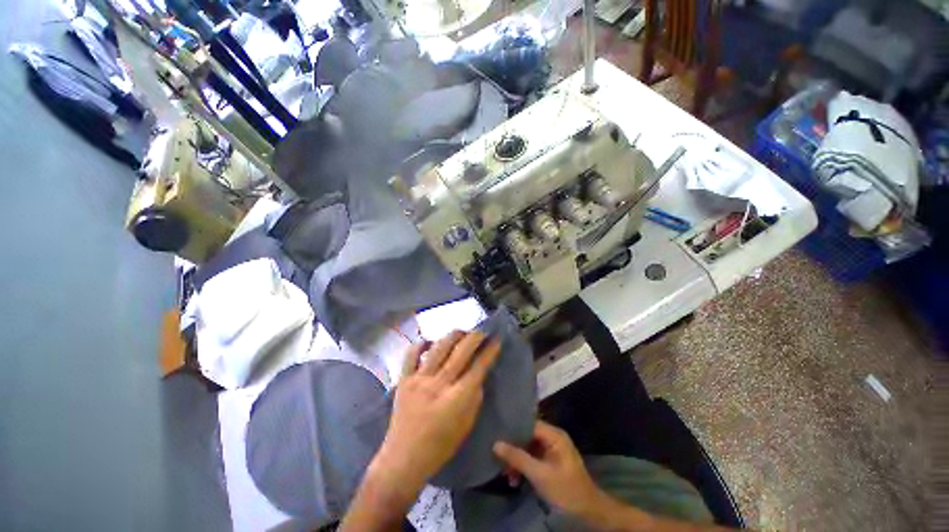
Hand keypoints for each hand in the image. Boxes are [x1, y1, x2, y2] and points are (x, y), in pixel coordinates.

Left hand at [373, 331, 500, 492]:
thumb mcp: (466, 426)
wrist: (403, 459)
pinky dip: (421, 344)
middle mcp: (439, 384)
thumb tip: (478, 376)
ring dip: (453, 336)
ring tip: (462, 332)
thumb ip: (474, 398)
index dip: (489, 351)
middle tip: (482, 331)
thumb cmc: (440, 447)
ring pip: (439, 347)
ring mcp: (419, 379)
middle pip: (460, 352)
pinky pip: (411, 355)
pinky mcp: (404, 380)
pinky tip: (430, 342)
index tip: (496, 339)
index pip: (478, 367)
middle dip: (474, 337)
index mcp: (456, 398)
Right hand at [493, 421, 607, 517]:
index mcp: (554, 435)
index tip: (496, 434)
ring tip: (505, 474)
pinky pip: (532, 458)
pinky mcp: (550, 462)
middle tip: (497, 458)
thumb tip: (495, 443)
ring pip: (528, 448)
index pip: (529, 424)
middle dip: (513, 448)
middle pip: (527, 436)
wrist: (588, 513)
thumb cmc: (566, 490)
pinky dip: (523, 467)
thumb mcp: (540, 475)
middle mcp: (553, 438)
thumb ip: (518, 458)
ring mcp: (552, 450)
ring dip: (517, 461)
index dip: (513, 428)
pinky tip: (514, 479)